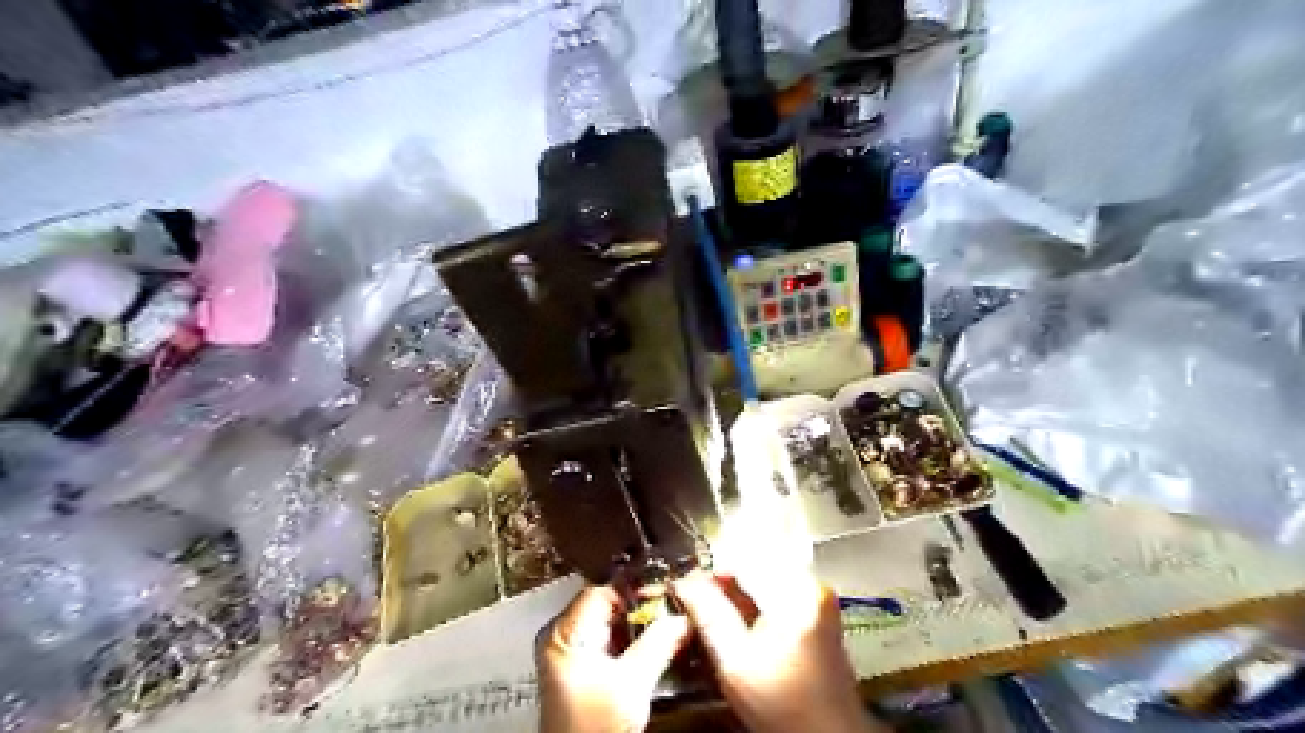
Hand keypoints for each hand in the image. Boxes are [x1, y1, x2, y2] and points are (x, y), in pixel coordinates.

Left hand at [536, 583, 691, 732]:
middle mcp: (565, 638)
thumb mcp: (630, 684)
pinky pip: (614, 642)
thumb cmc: (590, 730)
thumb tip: (682, 618)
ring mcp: (574, 654)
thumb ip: (657, 644)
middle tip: (673, 606)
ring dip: (641, 625)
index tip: (665, 590)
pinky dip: (635, 642)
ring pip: (613, 624)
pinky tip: (656, 645)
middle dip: (642, 607)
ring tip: (670, 623)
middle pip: (608, 605)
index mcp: (563, 633)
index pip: (602, 590)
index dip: (635, 588)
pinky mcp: (586, 671)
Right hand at [674, 571, 876, 731]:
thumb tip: (686, 585)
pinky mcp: (816, 614)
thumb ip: (709, 616)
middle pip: (754, 566)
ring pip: (763, 578)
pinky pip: (775, 592)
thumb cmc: (788, 710)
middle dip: (722, 582)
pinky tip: (738, 623)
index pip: (743, 559)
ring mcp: (817, 599)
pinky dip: (752, 602)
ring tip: (713, 613)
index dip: (709, 569)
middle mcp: (811, 587)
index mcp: (795, 592)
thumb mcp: (735, 663)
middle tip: (695, 599)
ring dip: (735, 591)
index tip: (687, 584)